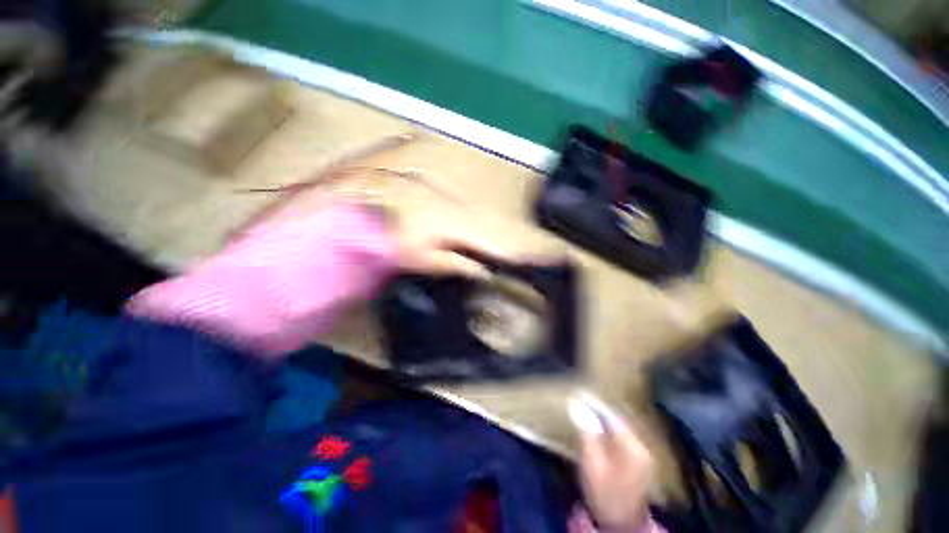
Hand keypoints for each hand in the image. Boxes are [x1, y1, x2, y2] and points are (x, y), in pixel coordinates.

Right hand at [570, 394, 653, 530]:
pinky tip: (601, 427)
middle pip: (619, 418)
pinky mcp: (639, 461)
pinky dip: (610, 428)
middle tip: (582, 398)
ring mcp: (642, 454)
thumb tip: (577, 405)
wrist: (622, 525)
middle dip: (600, 408)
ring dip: (605, 417)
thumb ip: (587, 433)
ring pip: (621, 426)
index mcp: (631, 445)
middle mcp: (641, 445)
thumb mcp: (592, 463)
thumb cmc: (605, 494)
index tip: (579, 393)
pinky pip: (623, 436)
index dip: (594, 403)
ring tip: (588, 408)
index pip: (611, 415)